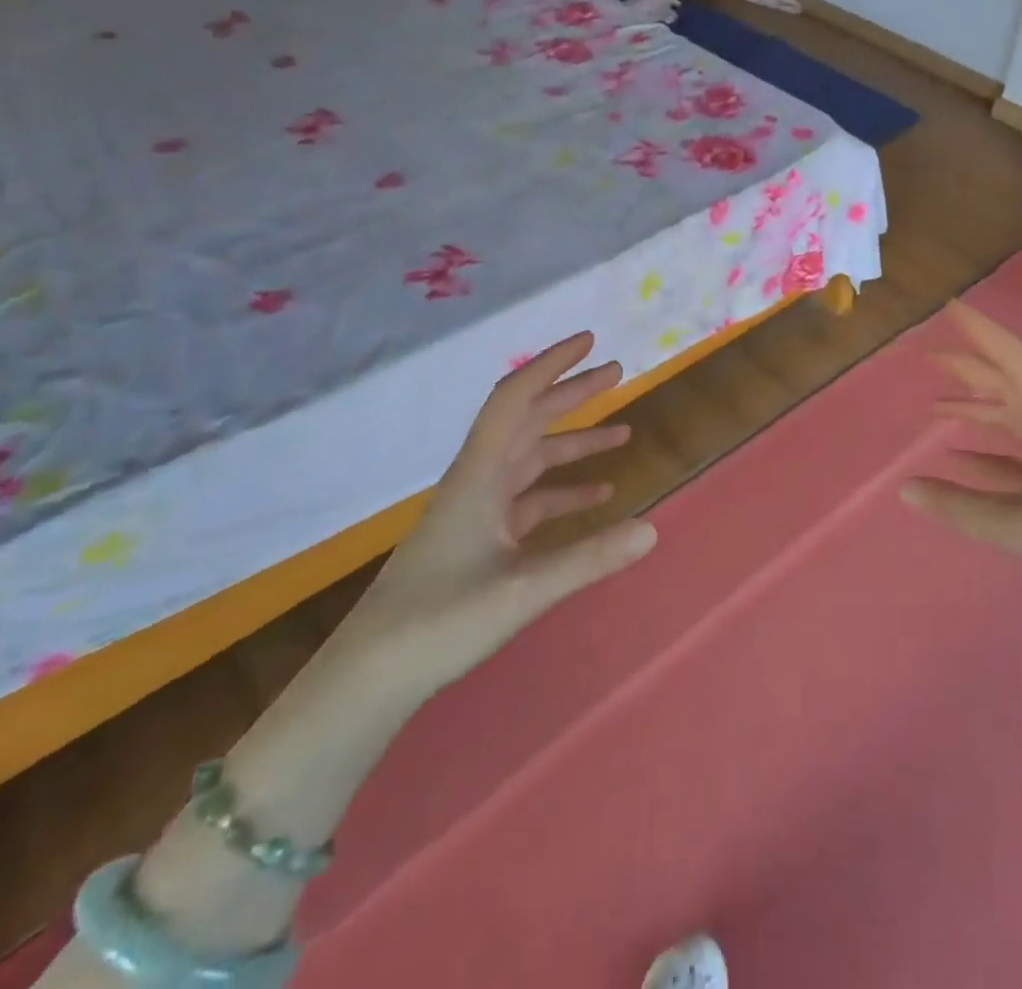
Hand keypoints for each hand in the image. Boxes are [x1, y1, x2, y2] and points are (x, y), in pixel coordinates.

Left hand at [337, 332, 657, 701]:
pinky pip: (528, 500)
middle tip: (617, 373)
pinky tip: (595, 499)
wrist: (368, 679)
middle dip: (572, 394)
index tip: (588, 342)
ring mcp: (476, 512)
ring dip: (573, 443)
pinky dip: (562, 491)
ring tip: (622, 435)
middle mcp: (477, 482)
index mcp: (479, 477)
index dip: (551, 365)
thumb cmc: (438, 623)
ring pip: (531, 460)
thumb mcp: (522, 592)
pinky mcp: (477, 540)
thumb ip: (589, 559)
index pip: (516, 400)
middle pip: (528, 421)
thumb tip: (653, 528)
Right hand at [902, 302, 1021, 636]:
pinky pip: (1018, 457)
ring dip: (977, 409)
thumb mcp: (1021, 528)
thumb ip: (959, 505)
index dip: (983, 333)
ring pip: (1014, 420)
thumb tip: (905, 487)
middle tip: (929, 356)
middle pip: (1012, 386)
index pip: (1016, 361)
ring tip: (934, 407)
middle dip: (971, 368)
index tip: (952, 309)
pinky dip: (987, 452)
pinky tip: (958, 458)